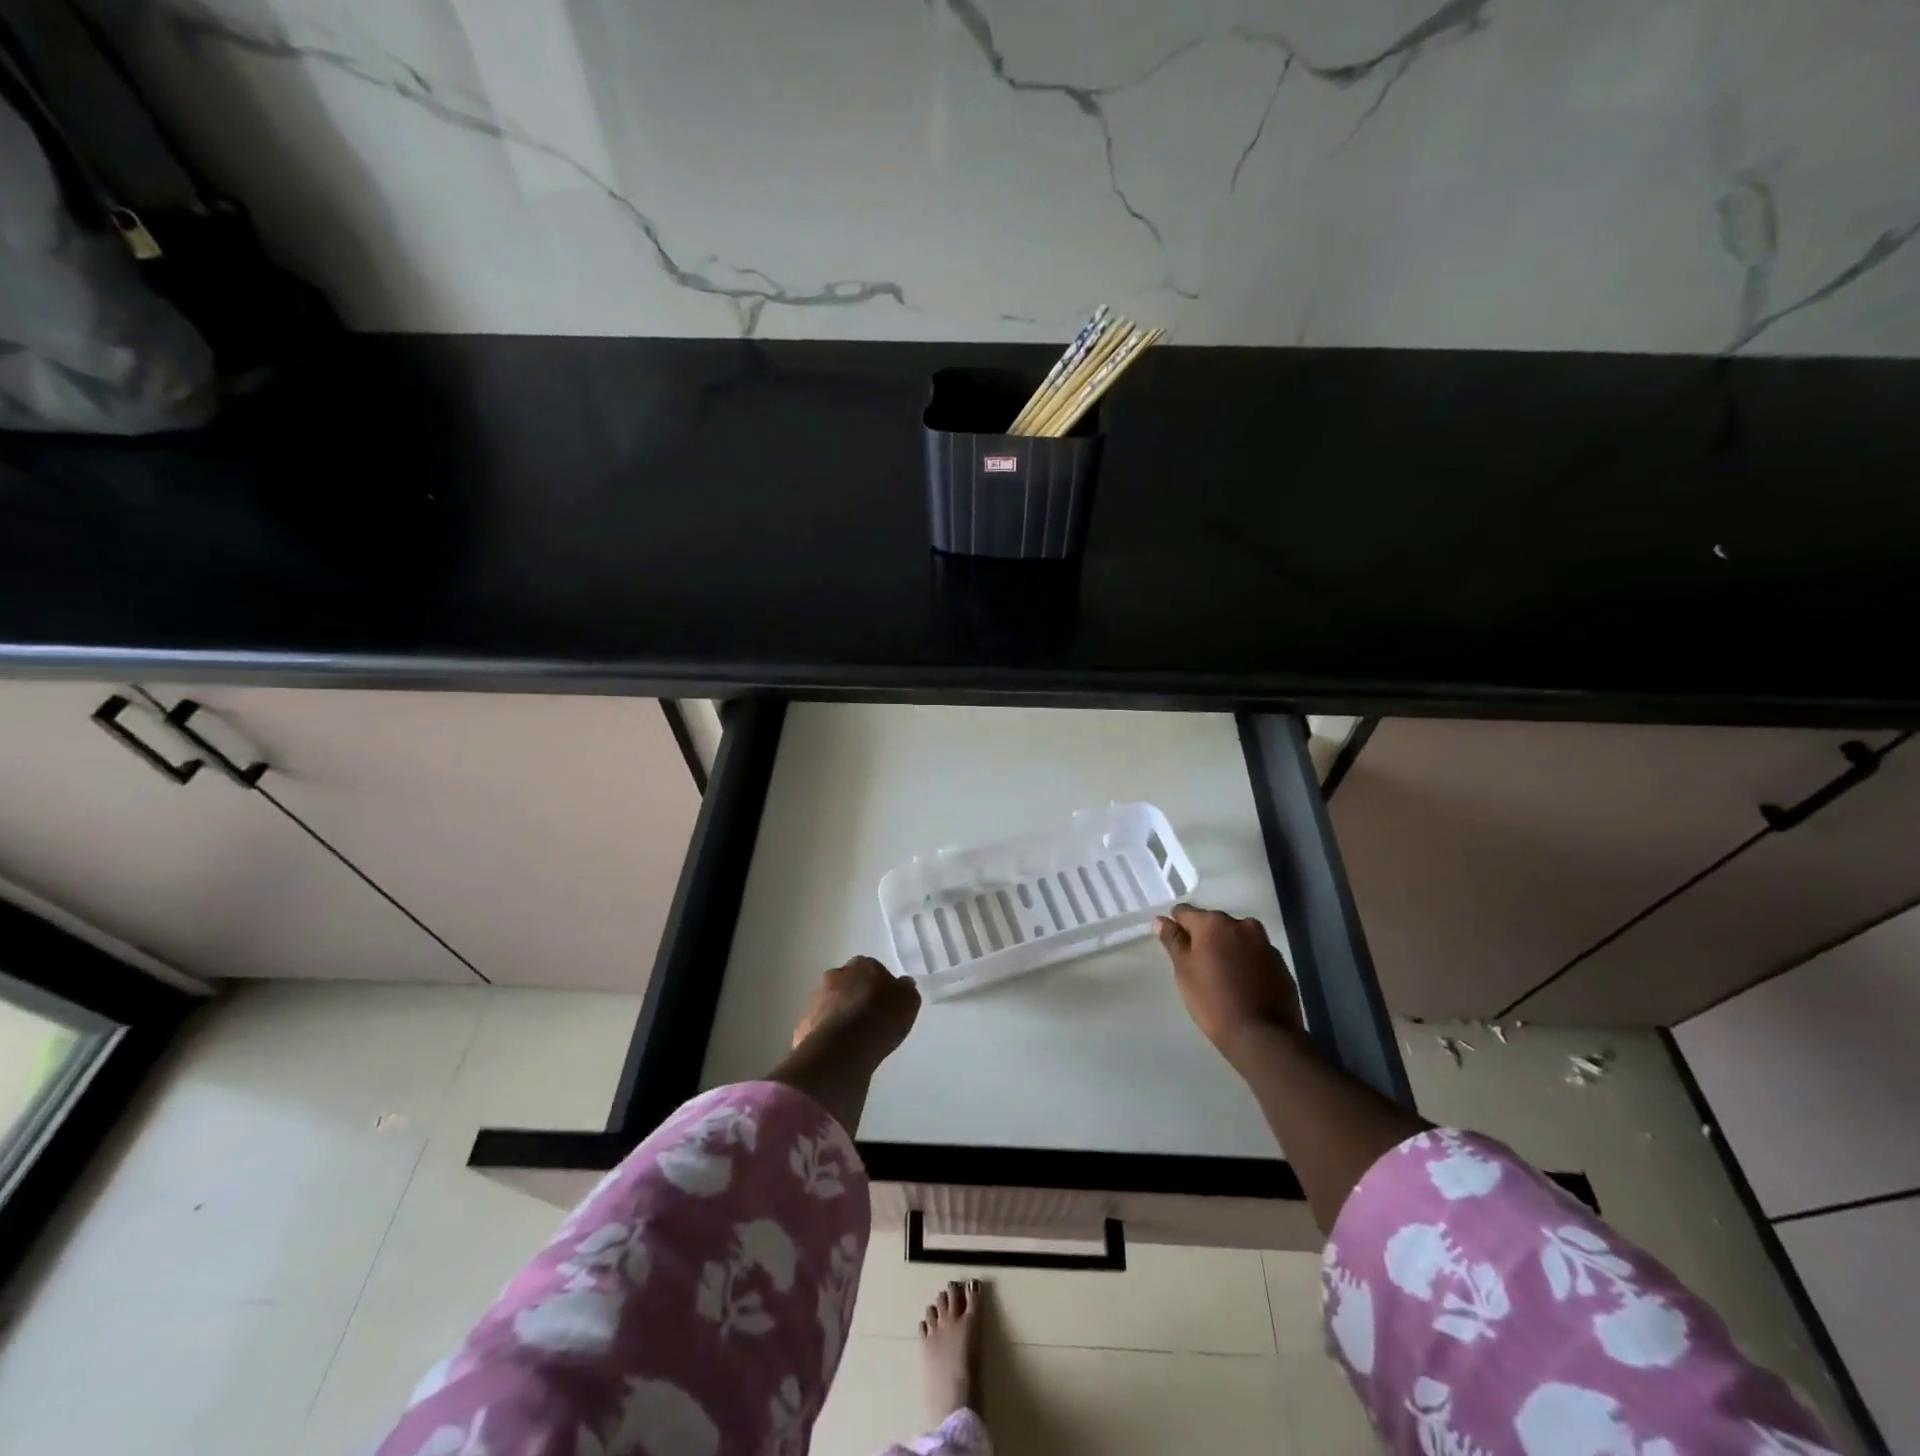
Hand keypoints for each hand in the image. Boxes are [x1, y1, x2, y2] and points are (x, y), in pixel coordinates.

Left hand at [791, 955, 921, 1069]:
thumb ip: (905, 990)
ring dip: (841, 1017)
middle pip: (848, 984)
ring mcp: (816, 1001)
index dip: (880, 987)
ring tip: (856, 1040)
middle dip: (856, 998)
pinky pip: (820, 1028)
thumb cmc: (881, 1018)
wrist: (842, 1049)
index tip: (886, 1004)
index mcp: (862, 965)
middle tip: (870, 1020)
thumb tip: (902, 985)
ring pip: (832, 1005)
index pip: (872, 970)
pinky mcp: (803, 1026)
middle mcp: (835, 976)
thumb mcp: (909, 1002)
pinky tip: (840, 1053)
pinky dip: (829, 1037)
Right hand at [1154, 904, 1301, 1057]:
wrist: (1263, 1035)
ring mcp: (1264, 943)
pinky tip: (1242, 984)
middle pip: (1214, 923)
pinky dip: (1246, 962)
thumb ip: (1173, 941)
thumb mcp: (1184, 971)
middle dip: (1205, 937)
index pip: (1185, 912)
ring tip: (1222, 975)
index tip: (1175, 945)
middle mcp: (1241, 925)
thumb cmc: (1214, 1001)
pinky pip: (1255, 954)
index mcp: (1213, 923)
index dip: (1177, 926)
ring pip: (1237, 938)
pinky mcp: (1280, 963)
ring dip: (1227, 948)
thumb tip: (1161, 920)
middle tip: (1198, 964)